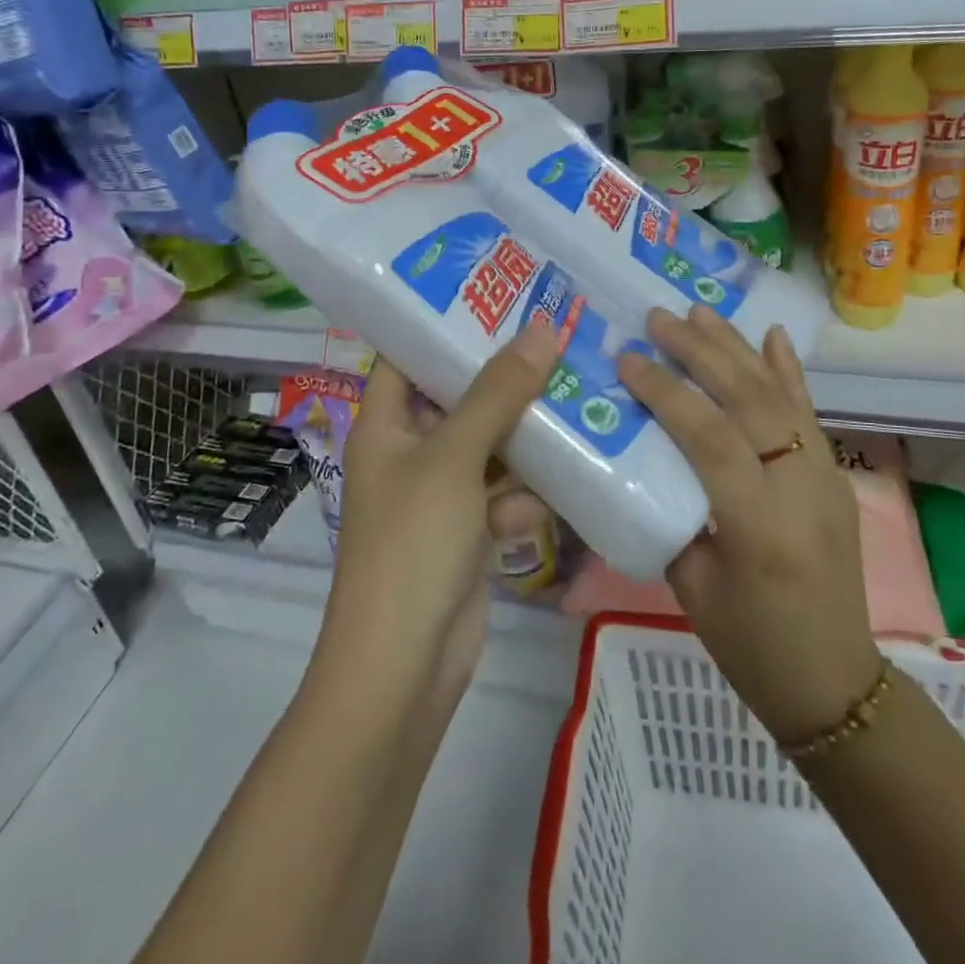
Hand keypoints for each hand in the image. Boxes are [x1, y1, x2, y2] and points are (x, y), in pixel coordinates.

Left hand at [322, 325, 560, 704]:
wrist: (402, 669)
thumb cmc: (412, 544)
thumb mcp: (453, 458)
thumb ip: (498, 393)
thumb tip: (543, 329)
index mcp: (385, 424)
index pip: (409, 355)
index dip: (447, 323)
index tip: (501, 294)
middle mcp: (410, 451)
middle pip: (460, 398)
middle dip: (507, 378)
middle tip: (560, 338)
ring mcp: (440, 494)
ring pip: (491, 446)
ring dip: (528, 436)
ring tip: (579, 398)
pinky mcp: (468, 532)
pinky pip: (504, 493)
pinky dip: (526, 494)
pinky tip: (562, 486)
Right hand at [617, 306, 881, 745]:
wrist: (836, 683)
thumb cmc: (751, 648)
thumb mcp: (692, 588)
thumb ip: (671, 514)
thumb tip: (641, 458)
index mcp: (759, 526)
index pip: (710, 438)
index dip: (666, 392)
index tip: (629, 359)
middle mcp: (800, 490)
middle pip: (748, 401)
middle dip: (701, 352)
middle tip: (659, 319)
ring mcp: (825, 478)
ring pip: (779, 396)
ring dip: (737, 349)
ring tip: (699, 312)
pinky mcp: (835, 477)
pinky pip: (809, 414)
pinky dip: (788, 371)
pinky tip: (771, 335)